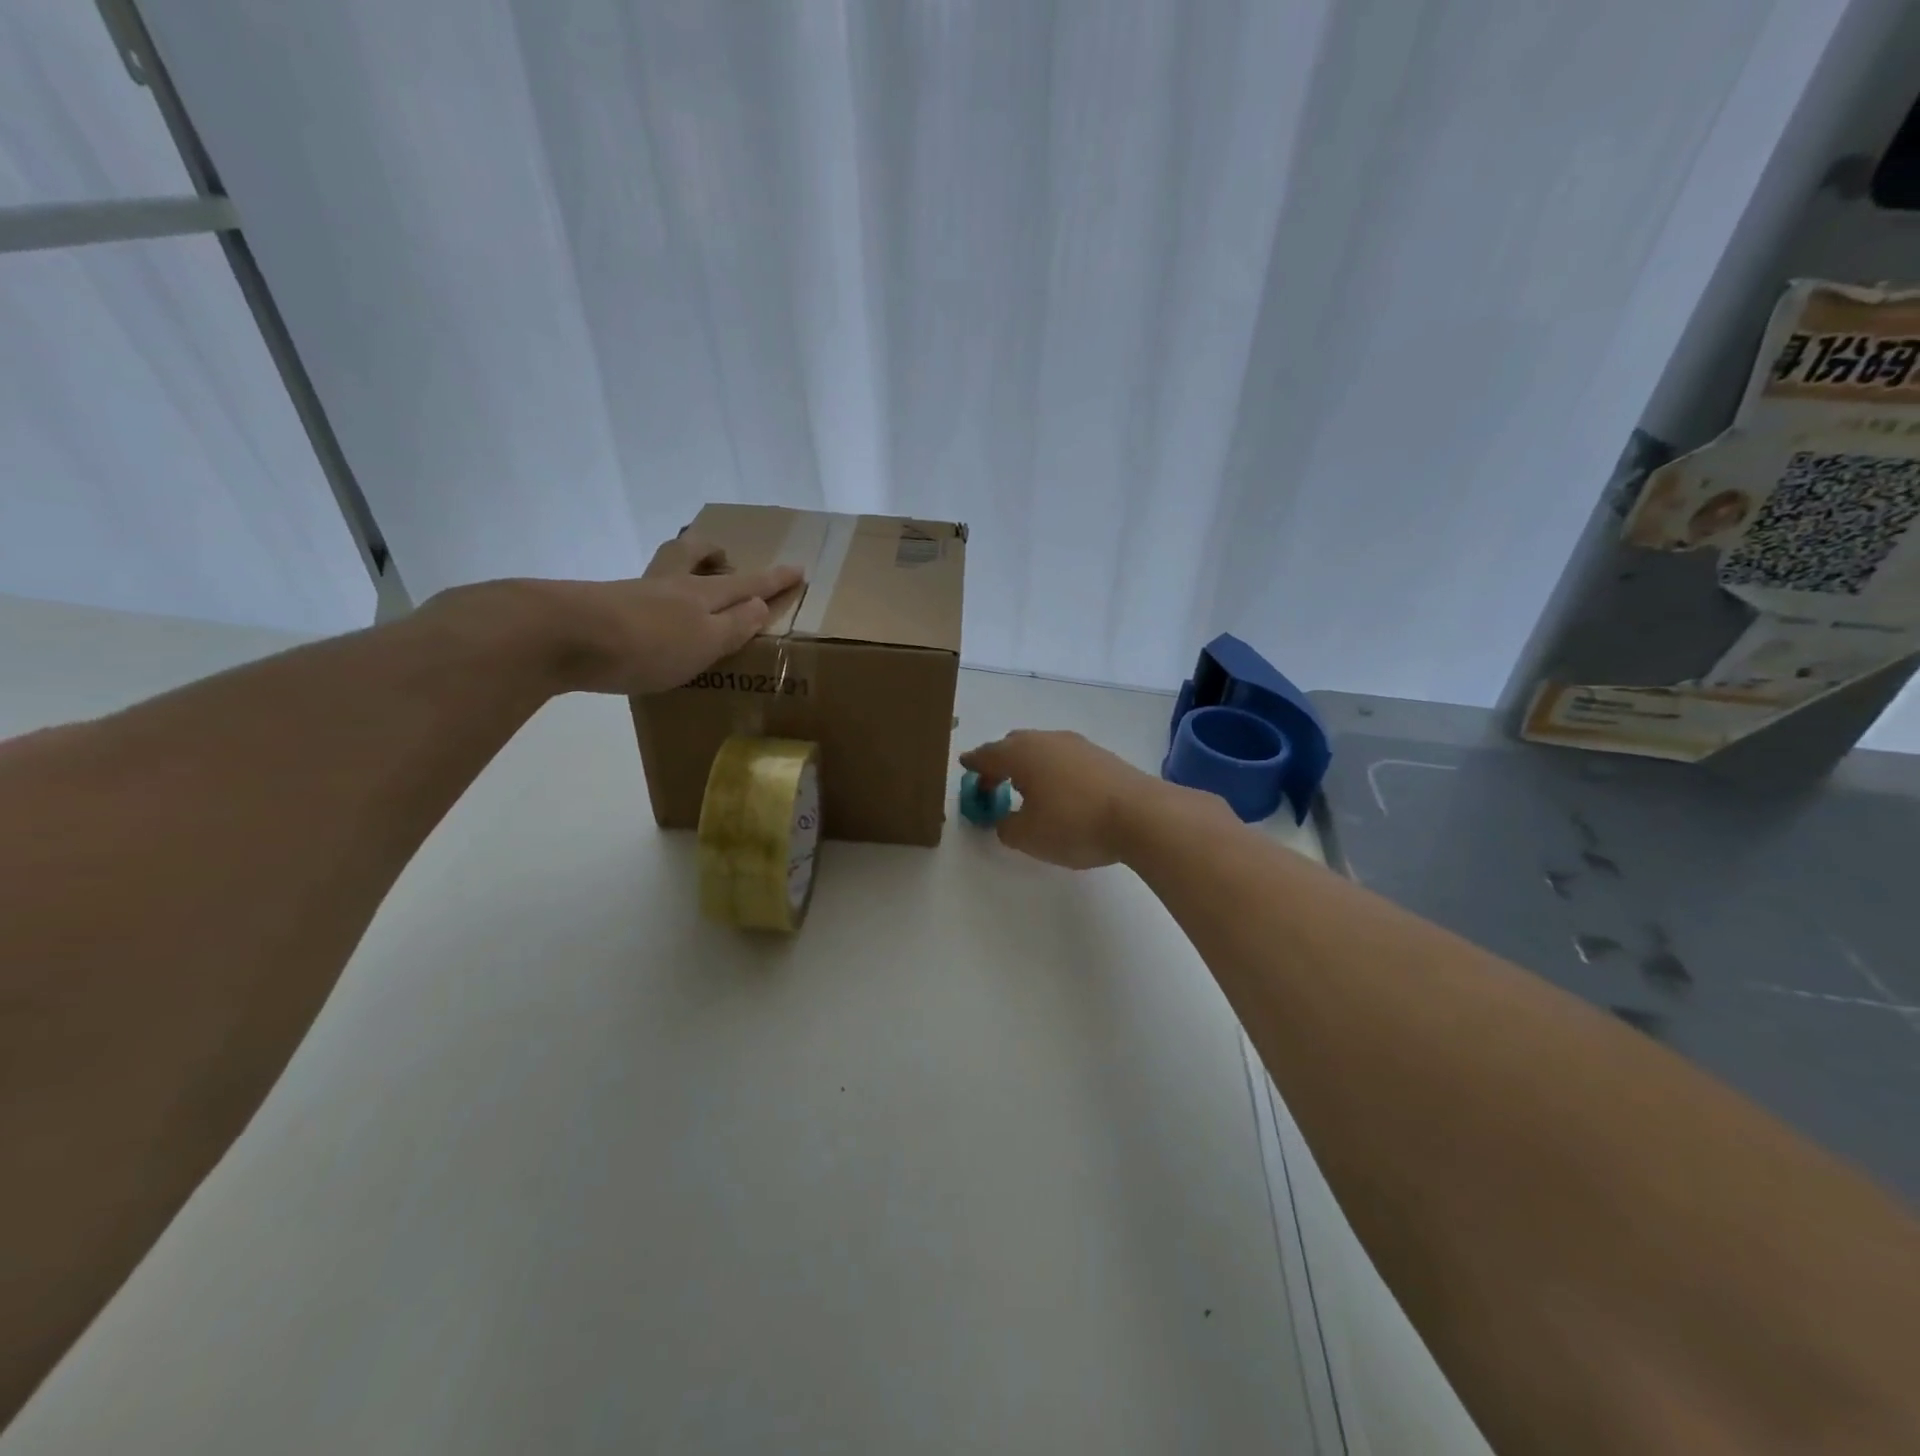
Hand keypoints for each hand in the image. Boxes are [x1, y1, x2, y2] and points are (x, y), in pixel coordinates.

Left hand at [483, 535, 803, 695]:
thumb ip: (735, 625)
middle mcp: (668, 586)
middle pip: (691, 554)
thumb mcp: (704, 641)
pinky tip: (647, 623)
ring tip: (687, 590)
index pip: (747, 584)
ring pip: (662, 570)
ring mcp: (631, 593)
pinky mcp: (600, 608)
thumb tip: (760, 604)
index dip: (774, 579)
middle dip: (712, 552)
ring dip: (680, 571)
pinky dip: (652, 602)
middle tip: (723, 557)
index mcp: (701, 595)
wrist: (560, 636)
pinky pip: (637, 596)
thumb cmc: (646, 644)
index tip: (798, 568)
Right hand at [960, 730, 1162, 868]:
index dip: (974, 763)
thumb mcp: (1028, 836)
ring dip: (1030, 766)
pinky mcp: (1103, 757)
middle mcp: (1047, 740)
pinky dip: (1054, 771)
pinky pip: (1065, 759)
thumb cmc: (1074, 823)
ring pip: (1043, 750)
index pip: (988, 754)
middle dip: (1000, 762)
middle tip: (992, 782)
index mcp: (1021, 753)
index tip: (965, 766)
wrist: (1141, 815)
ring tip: (1027, 790)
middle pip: (1015, 745)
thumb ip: (1006, 827)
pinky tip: (1060, 793)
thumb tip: (1005, 820)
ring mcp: (1078, 745)